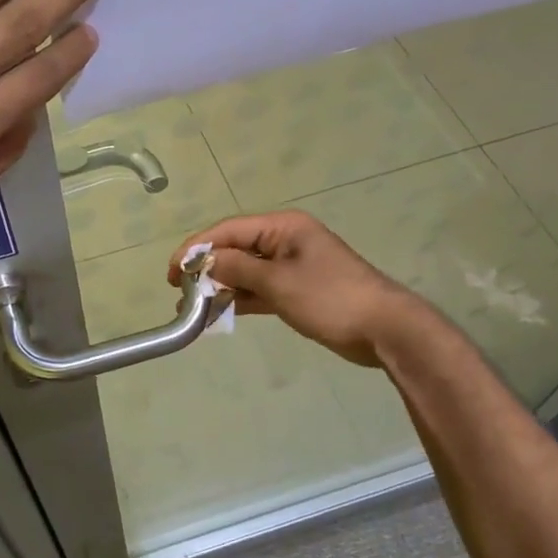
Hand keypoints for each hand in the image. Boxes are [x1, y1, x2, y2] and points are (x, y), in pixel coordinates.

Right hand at [169, 211, 419, 366]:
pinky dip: (240, 299)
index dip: (197, 248)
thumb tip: (205, 261)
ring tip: (192, 306)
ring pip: (246, 271)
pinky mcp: (297, 290)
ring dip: (221, 286)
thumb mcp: (279, 282)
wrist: (384, 330)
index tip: (173, 271)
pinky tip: (218, 313)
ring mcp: (291, 266)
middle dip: (207, 268)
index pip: (229, 230)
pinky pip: (259, 289)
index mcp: (283, 227)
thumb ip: (238, 268)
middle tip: (180, 291)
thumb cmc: (331, 298)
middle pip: (235, 249)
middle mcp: (285, 241)